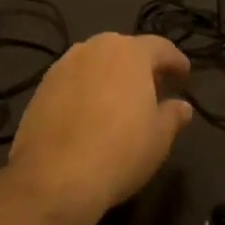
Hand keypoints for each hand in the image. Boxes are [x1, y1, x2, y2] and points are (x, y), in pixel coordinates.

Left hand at [8, 33, 193, 215]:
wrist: (55, 177)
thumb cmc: (120, 151)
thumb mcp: (160, 137)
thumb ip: (173, 115)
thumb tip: (181, 107)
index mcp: (129, 53)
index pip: (160, 47)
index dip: (176, 61)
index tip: (184, 76)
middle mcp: (92, 50)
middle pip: (123, 50)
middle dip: (140, 66)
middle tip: (153, 88)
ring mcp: (61, 68)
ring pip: (94, 65)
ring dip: (110, 77)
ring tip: (120, 102)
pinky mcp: (39, 90)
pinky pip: (72, 83)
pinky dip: (86, 92)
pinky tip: (91, 116)